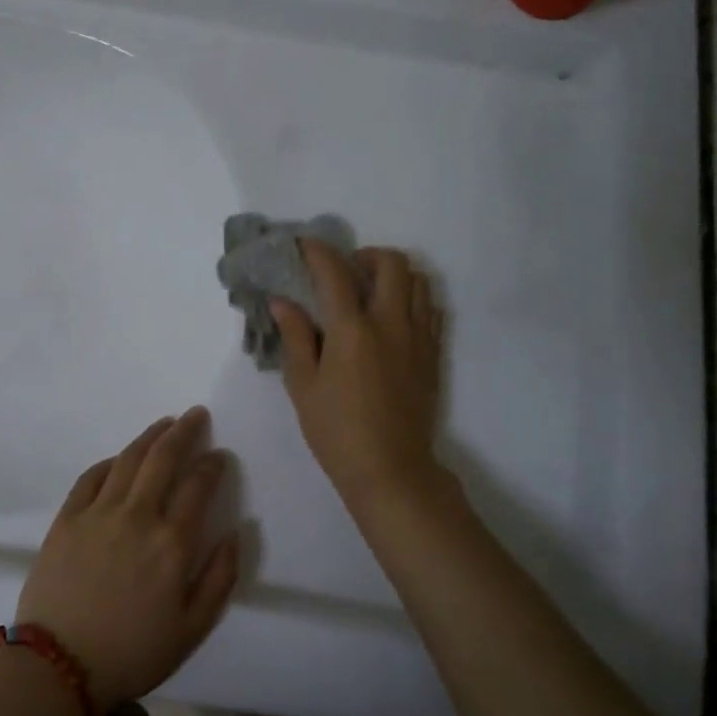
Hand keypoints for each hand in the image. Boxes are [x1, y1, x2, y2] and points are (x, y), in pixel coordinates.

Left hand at [15, 408, 239, 713]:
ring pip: (129, 459)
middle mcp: (138, 515)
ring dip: (150, 436)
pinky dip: (110, 462)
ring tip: (165, 423)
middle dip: (184, 431)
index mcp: (172, 542)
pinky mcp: (67, 519)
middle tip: (196, 415)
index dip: (212, 464)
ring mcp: (99, 513)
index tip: (219, 455)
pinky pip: (91, 477)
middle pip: (164, 458)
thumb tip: (237, 532)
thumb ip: (220, 577)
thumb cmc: (133, 652)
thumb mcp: (193, 628)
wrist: (59, 667)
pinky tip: (120, 458)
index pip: (199, 485)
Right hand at [269, 240, 445, 510]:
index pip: (335, 272)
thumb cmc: (336, 431)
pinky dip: (413, 299)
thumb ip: (295, 337)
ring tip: (372, 291)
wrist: (391, 470)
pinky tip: (393, 318)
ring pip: (419, 281)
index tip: (304, 245)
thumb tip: (282, 301)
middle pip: (391, 263)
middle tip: (346, 271)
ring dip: (394, 274)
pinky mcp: (434, 354)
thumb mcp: (303, 386)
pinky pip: (431, 309)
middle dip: (366, 255)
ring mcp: (418, 337)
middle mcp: (391, 323)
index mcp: (352, 330)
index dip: (318, 251)